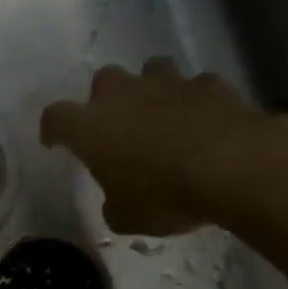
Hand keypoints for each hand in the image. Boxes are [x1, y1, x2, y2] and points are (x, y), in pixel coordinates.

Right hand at [41, 58, 287, 235]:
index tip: (55, 142)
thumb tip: (117, 200)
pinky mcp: (211, 84)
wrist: (234, 168)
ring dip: (151, 88)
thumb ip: (114, 204)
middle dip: (106, 100)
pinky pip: (197, 86)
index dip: (53, 130)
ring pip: (151, 70)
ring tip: (161, 114)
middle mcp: (124, 95)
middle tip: (117, 126)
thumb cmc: (164, 196)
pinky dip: (197, 101)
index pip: (55, 118)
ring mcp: (169, 84)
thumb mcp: (126, 218)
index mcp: (91, 127)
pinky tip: (206, 121)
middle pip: (103, 81)